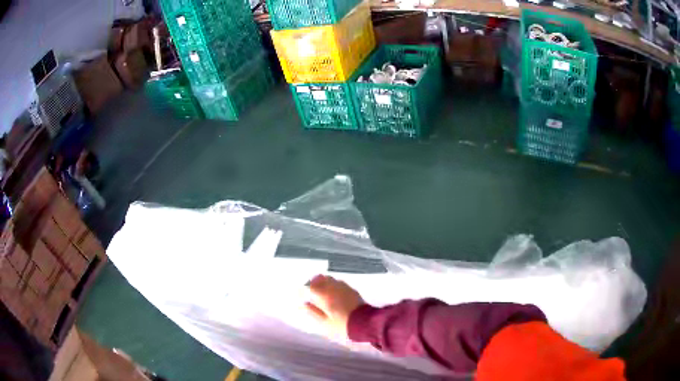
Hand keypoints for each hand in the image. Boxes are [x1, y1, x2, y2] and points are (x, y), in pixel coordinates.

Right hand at [305, 275, 363, 338]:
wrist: (365, 323)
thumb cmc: (341, 325)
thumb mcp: (324, 322)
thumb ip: (313, 312)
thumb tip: (304, 304)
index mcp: (324, 295)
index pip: (310, 286)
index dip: (304, 289)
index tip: (301, 294)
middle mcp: (333, 287)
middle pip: (320, 278)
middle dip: (313, 283)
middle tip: (311, 292)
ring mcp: (343, 287)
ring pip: (330, 279)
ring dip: (323, 282)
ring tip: (322, 292)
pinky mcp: (352, 290)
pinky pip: (339, 283)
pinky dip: (333, 285)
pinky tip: (334, 293)